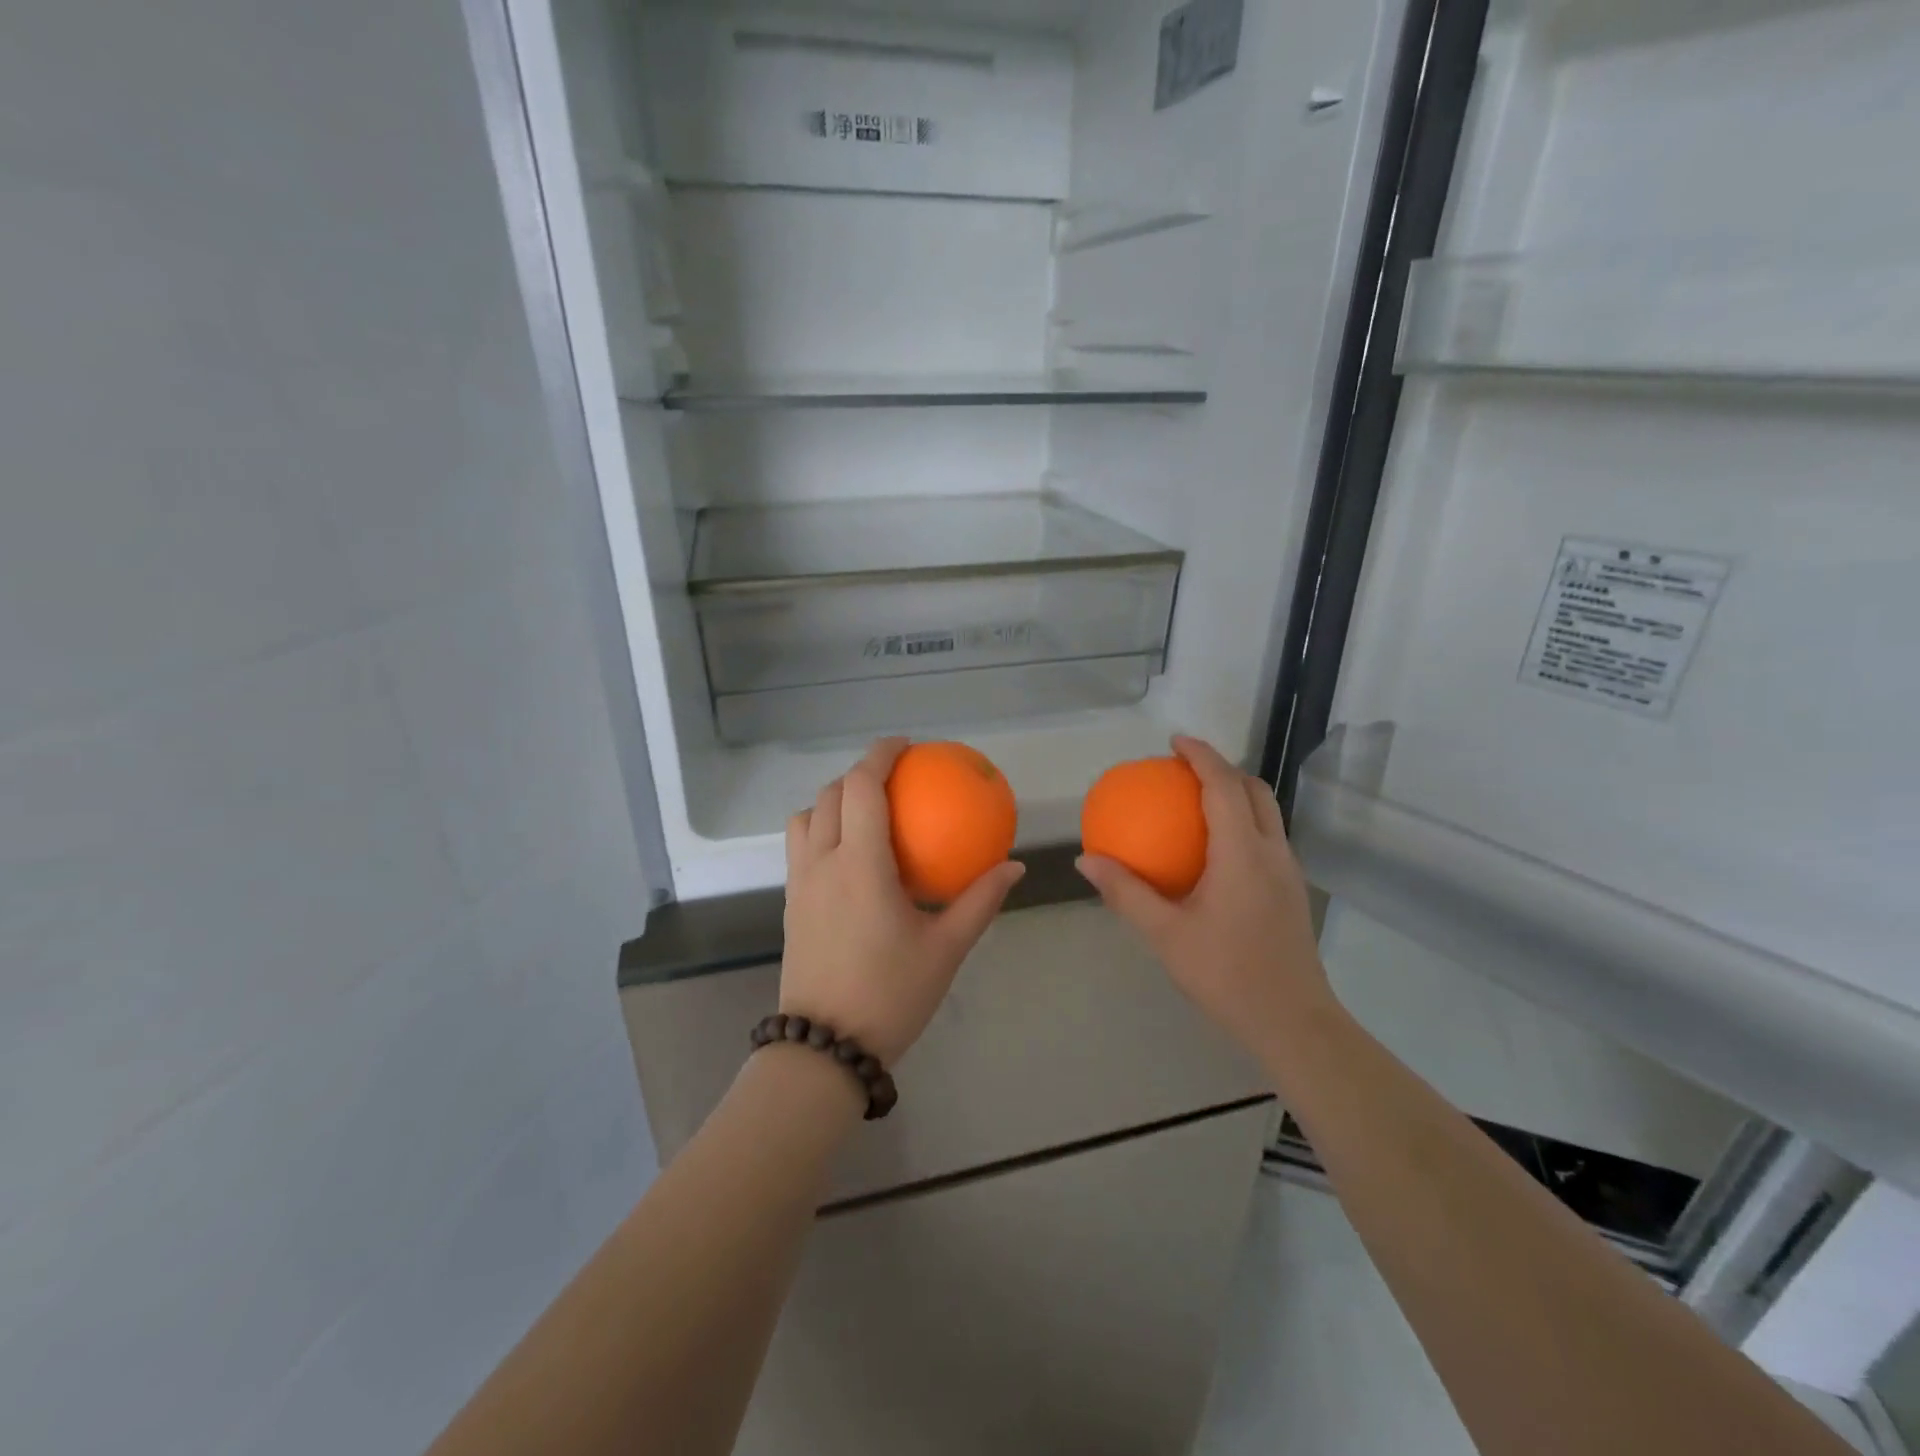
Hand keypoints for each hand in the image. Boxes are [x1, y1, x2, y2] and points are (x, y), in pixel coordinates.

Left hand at [782, 738, 1024, 1064]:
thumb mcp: (946, 949)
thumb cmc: (890, 995)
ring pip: (805, 818)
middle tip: (894, 778)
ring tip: (867, 811)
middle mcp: (821, 863)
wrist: (824, 1048)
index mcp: (860, 865)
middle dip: (859, 774)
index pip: (861, 788)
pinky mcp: (790, 904)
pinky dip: (821, 828)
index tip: (905, 746)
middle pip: (830, 794)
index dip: (879, 755)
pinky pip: (800, 846)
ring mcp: (799, 884)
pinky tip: (851, 855)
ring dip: (833, 800)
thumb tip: (1013, 866)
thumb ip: (979, 901)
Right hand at [1077, 735, 1337, 1063]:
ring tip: (1198, 800)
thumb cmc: (1226, 974)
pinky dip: (1243, 821)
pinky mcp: (1292, 891)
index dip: (1201, 755)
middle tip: (1184, 770)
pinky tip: (1215, 851)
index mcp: (1242, 853)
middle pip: (1255, 790)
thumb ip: (1126, 893)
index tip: (1174, 741)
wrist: (1294, 1023)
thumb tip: (1087, 860)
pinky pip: (1267, 837)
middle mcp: (1272, 852)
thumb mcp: (1165, 934)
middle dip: (1222, 768)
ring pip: (1267, 812)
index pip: (1224, 786)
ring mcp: (1288, 871)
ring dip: (1236, 793)